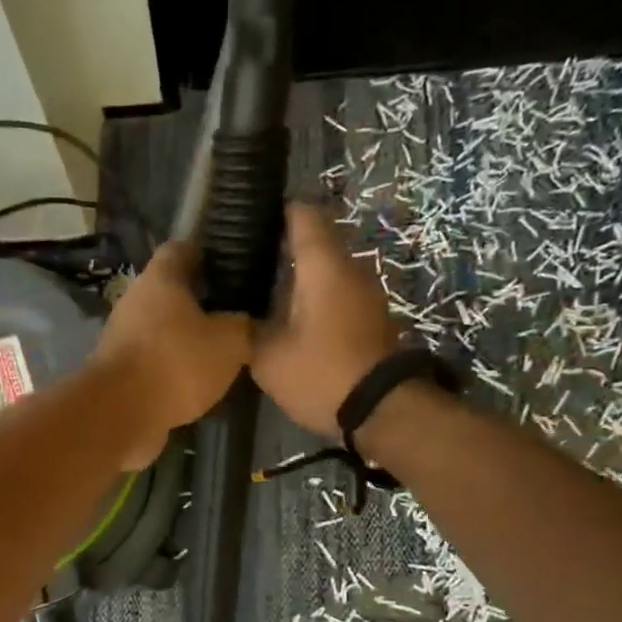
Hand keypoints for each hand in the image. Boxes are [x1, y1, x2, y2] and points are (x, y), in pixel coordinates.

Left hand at [92, 241, 251, 468]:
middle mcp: (135, 300)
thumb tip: (247, 322)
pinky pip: (152, 359)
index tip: (232, 266)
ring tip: (219, 351)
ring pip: (161, 328)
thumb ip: (243, 326)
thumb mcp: (229, 343)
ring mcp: (122, 337)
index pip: (182, 249)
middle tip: (234, 313)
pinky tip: (195, 381)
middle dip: (200, 301)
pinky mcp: (119, 370)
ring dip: (185, 338)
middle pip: (171, 291)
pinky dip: (171, 366)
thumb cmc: (176, 364)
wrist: (119, 414)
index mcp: (160, 278)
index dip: (207, 254)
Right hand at [252, 204, 401, 436]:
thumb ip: (248, 327)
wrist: (381, 410)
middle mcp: (350, 269)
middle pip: (316, 242)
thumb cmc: (321, 374)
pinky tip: (289, 317)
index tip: (250, 217)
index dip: (277, 210)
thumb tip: (240, 314)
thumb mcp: (268, 357)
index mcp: (323, 267)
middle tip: (245, 261)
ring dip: (299, 276)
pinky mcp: (371, 318)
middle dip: (282, 247)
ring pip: (327, 270)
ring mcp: (366, 293)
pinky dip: (314, 297)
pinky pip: (337, 293)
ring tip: (262, 290)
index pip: (303, 216)